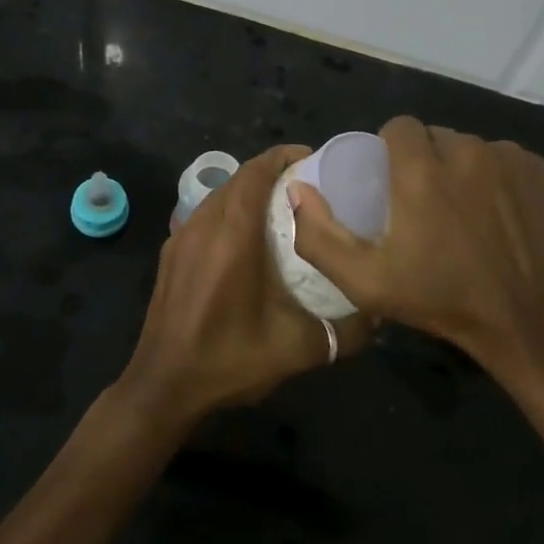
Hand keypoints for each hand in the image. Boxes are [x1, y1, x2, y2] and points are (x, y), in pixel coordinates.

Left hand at [117, 144, 371, 430]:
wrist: (163, 386)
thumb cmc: (229, 360)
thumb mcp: (297, 349)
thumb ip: (344, 330)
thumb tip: (379, 313)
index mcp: (233, 235)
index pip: (256, 172)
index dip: (284, 157)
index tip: (314, 161)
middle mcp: (204, 223)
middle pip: (239, 177)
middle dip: (272, 172)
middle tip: (308, 186)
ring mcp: (182, 236)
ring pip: (220, 194)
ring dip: (249, 191)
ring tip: (282, 209)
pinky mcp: (171, 252)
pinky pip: (205, 214)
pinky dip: (229, 210)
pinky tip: (247, 238)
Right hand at [292, 117, 543, 384]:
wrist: (526, 322)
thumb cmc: (440, 300)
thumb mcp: (364, 282)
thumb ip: (319, 235)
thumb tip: (297, 188)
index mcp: (421, 171)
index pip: (398, 127)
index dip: (390, 149)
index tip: (392, 182)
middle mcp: (465, 152)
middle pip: (433, 136)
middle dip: (424, 160)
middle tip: (425, 202)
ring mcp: (505, 159)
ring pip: (467, 146)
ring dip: (458, 167)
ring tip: (461, 208)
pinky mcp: (536, 169)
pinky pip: (502, 157)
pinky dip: (494, 174)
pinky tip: (495, 209)